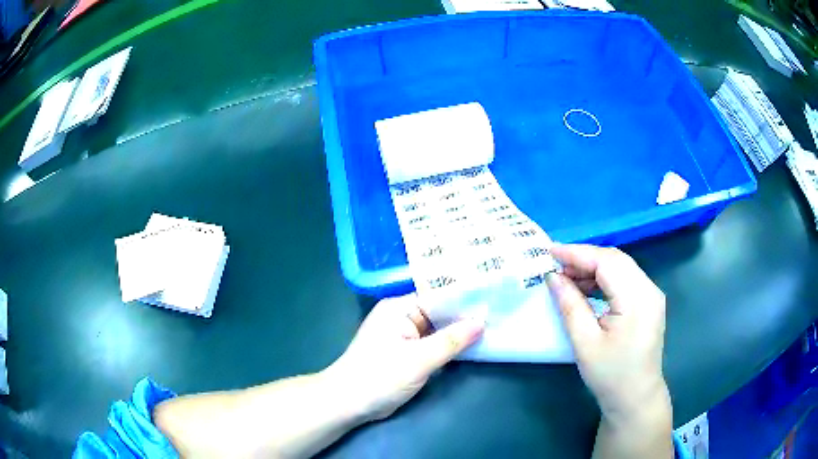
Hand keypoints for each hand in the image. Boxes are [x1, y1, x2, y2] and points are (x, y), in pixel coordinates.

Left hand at [325, 294, 484, 421]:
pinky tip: (472, 346)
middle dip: (465, 316)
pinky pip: (433, 344)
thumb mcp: (419, 359)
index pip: (438, 296)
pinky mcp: (406, 353)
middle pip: (440, 312)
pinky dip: (449, 347)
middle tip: (499, 313)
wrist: (349, 403)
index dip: (465, 298)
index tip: (494, 299)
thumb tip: (481, 322)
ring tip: (493, 326)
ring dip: (459, 333)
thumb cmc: (380, 377)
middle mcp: (402, 317)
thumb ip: (451, 340)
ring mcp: (404, 336)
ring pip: (438, 329)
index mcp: (399, 308)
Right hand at [547, 245, 668, 421]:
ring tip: (567, 279)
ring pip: (621, 267)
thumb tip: (553, 276)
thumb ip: (570, 305)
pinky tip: (587, 289)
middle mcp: (649, 289)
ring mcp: (652, 295)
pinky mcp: (649, 302)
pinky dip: (604, 279)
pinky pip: (625, 279)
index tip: (549, 250)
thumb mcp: (584, 342)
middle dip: (584, 259)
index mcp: (637, 299)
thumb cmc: (610, 374)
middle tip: (556, 266)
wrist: (635, 397)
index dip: (577, 253)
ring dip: (594, 268)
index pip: (606, 262)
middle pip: (615, 260)